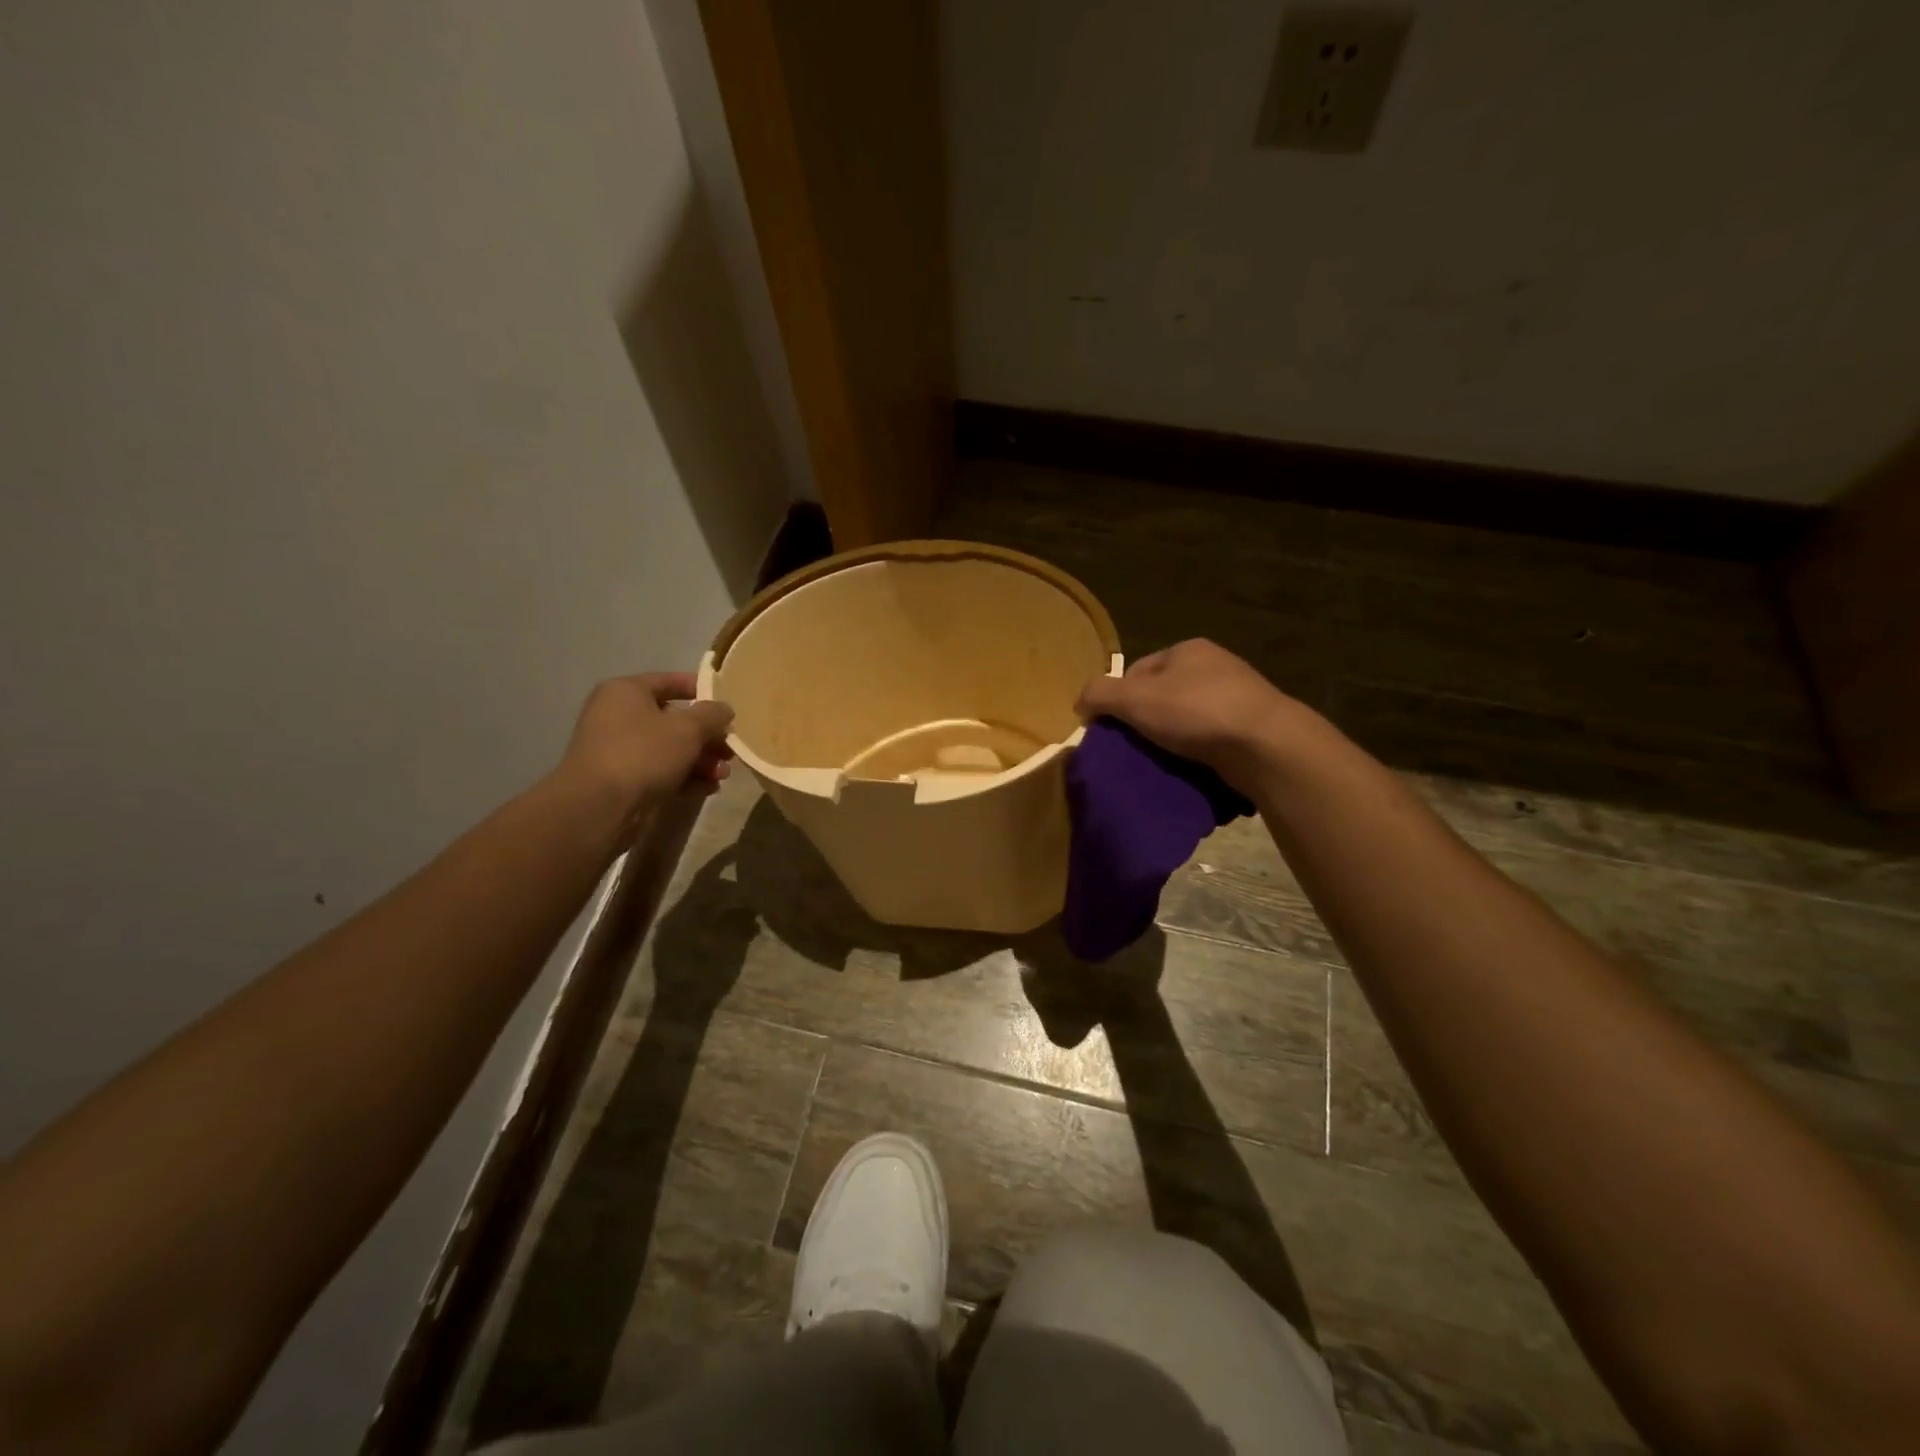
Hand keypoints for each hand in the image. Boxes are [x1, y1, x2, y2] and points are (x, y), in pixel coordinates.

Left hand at [559, 672, 733, 811]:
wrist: (599, 806)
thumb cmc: (644, 753)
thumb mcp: (688, 728)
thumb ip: (712, 715)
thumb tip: (724, 709)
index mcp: (626, 692)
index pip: (669, 681)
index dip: (701, 690)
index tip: (727, 704)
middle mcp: (618, 716)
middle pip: (674, 720)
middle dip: (706, 737)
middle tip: (729, 750)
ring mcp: (618, 750)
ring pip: (669, 749)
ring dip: (700, 760)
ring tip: (722, 775)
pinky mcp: (621, 780)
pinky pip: (660, 772)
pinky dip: (684, 778)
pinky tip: (708, 789)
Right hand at [1076, 639, 1320, 792]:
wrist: (1265, 745)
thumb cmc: (1195, 712)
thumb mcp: (1134, 699)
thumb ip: (1099, 694)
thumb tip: (1080, 702)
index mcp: (1187, 649)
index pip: (1137, 670)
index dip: (1119, 699)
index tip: (1113, 730)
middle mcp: (1215, 665)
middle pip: (1163, 696)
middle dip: (1146, 722)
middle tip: (1134, 750)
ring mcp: (1239, 696)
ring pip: (1188, 720)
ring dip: (1173, 741)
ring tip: (1161, 764)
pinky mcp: (1254, 728)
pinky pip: (1212, 740)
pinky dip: (1198, 754)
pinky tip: (1191, 770)